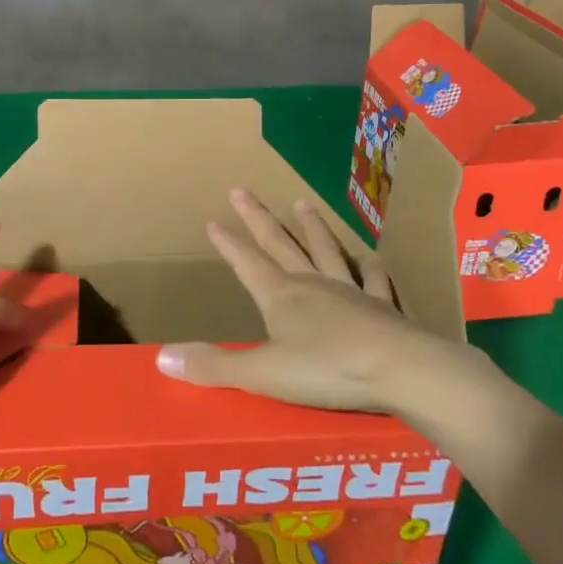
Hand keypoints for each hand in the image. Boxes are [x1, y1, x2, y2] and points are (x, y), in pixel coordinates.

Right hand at [155, 189, 488, 413]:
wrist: (401, 370)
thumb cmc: (327, 371)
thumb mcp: (262, 374)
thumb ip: (213, 366)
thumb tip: (161, 359)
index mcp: (281, 297)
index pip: (247, 263)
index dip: (228, 243)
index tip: (213, 220)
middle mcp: (312, 284)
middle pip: (280, 244)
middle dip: (258, 219)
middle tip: (242, 190)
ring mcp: (350, 291)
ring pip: (325, 251)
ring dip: (311, 228)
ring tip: (302, 204)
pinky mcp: (381, 307)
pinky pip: (372, 279)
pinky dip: (368, 265)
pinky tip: (368, 255)